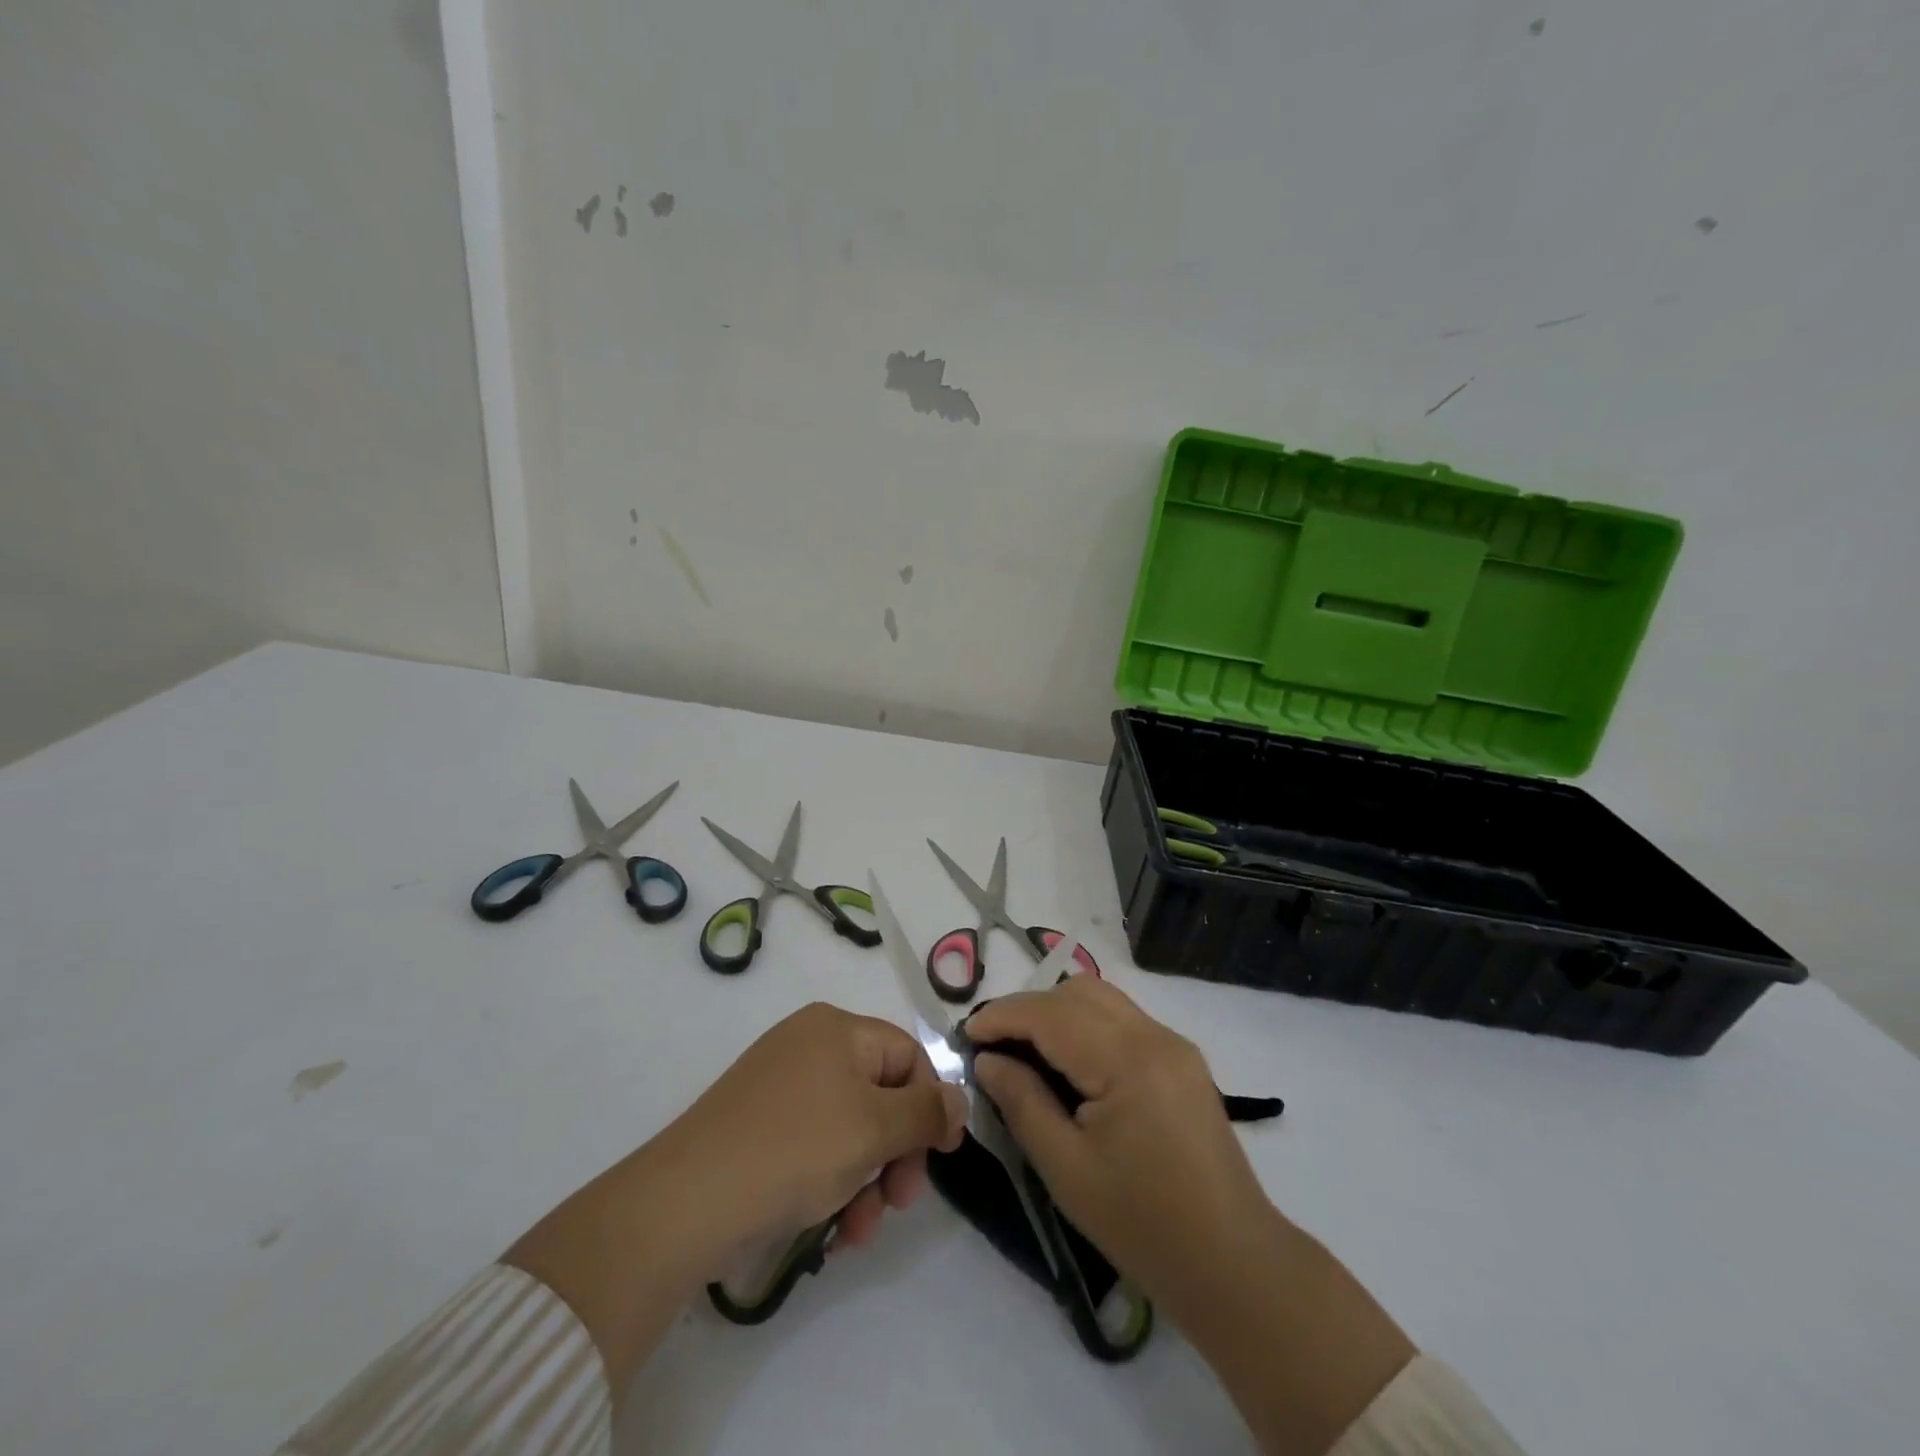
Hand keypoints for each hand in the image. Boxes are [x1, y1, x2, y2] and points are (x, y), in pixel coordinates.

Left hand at [506, 1002, 967, 1400]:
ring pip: (850, 1128)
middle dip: (895, 1153)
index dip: (930, 1106)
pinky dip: (831, 1182)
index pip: (909, 1056)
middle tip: (898, 1203)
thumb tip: (960, 1097)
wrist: (685, 1201)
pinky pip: (815, 1143)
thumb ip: (926, 1111)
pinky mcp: (758, 1124)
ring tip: (857, 1232)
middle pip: (880, 1094)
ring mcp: (780, 1084)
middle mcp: (809, 1044)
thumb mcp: (873, 1128)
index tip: (939, 1159)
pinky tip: (830, 1230)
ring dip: (866, 1179)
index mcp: (838, 1028)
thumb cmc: (794, 1149)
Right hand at [968, 978, 1414, 1455]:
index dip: (1003, 1016)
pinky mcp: (1182, 1060)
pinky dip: (1087, 1026)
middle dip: (1029, 1008)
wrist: (1232, 1263)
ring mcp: (1174, 1044)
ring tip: (1027, 1051)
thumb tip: (987, 1061)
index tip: (966, 1035)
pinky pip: (1123, 1019)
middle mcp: (1154, 1036)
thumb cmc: (1142, 1224)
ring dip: (1058, 1012)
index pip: (1051, 1014)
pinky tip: (1070, 1063)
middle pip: (1078, 992)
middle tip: (995, 1045)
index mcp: (1127, 1061)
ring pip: (1102, 998)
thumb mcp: (1066, 1168)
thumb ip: (1022, 1102)